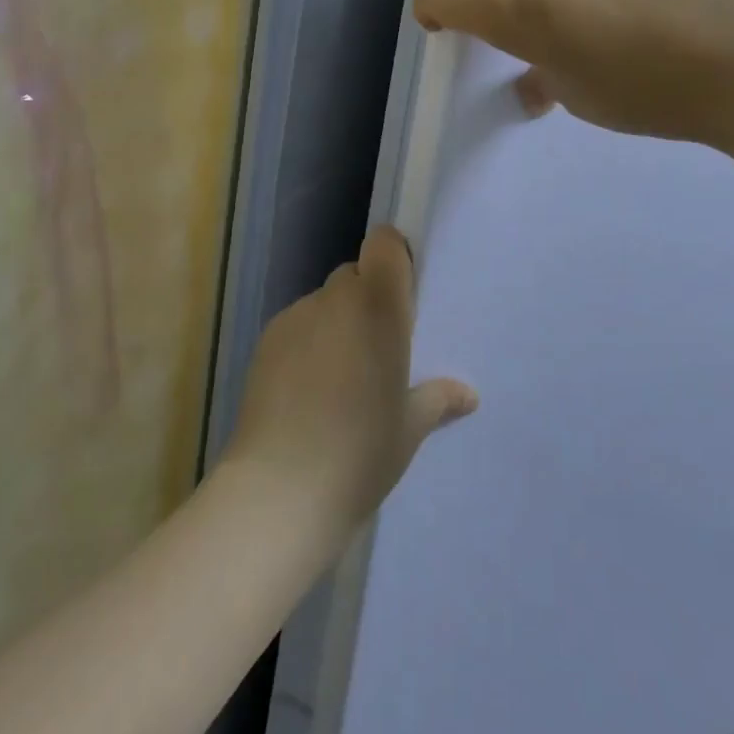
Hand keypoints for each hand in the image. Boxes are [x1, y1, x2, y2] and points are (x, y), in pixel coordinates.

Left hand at [225, 226, 476, 542]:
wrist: (280, 490)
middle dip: (367, 301)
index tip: (402, 296)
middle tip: (376, 351)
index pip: (385, 244)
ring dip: (336, 324)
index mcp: (379, 307)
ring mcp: (296, 317)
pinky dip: (307, 344)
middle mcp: (336, 299)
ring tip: (338, 380)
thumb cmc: (361, 452)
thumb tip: (467, 395)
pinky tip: (306, 393)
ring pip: (324, 303)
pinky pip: (297, 327)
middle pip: (355, 276)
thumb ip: (437, 400)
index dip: (394, 258)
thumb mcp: (409, 429)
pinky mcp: (265, 341)